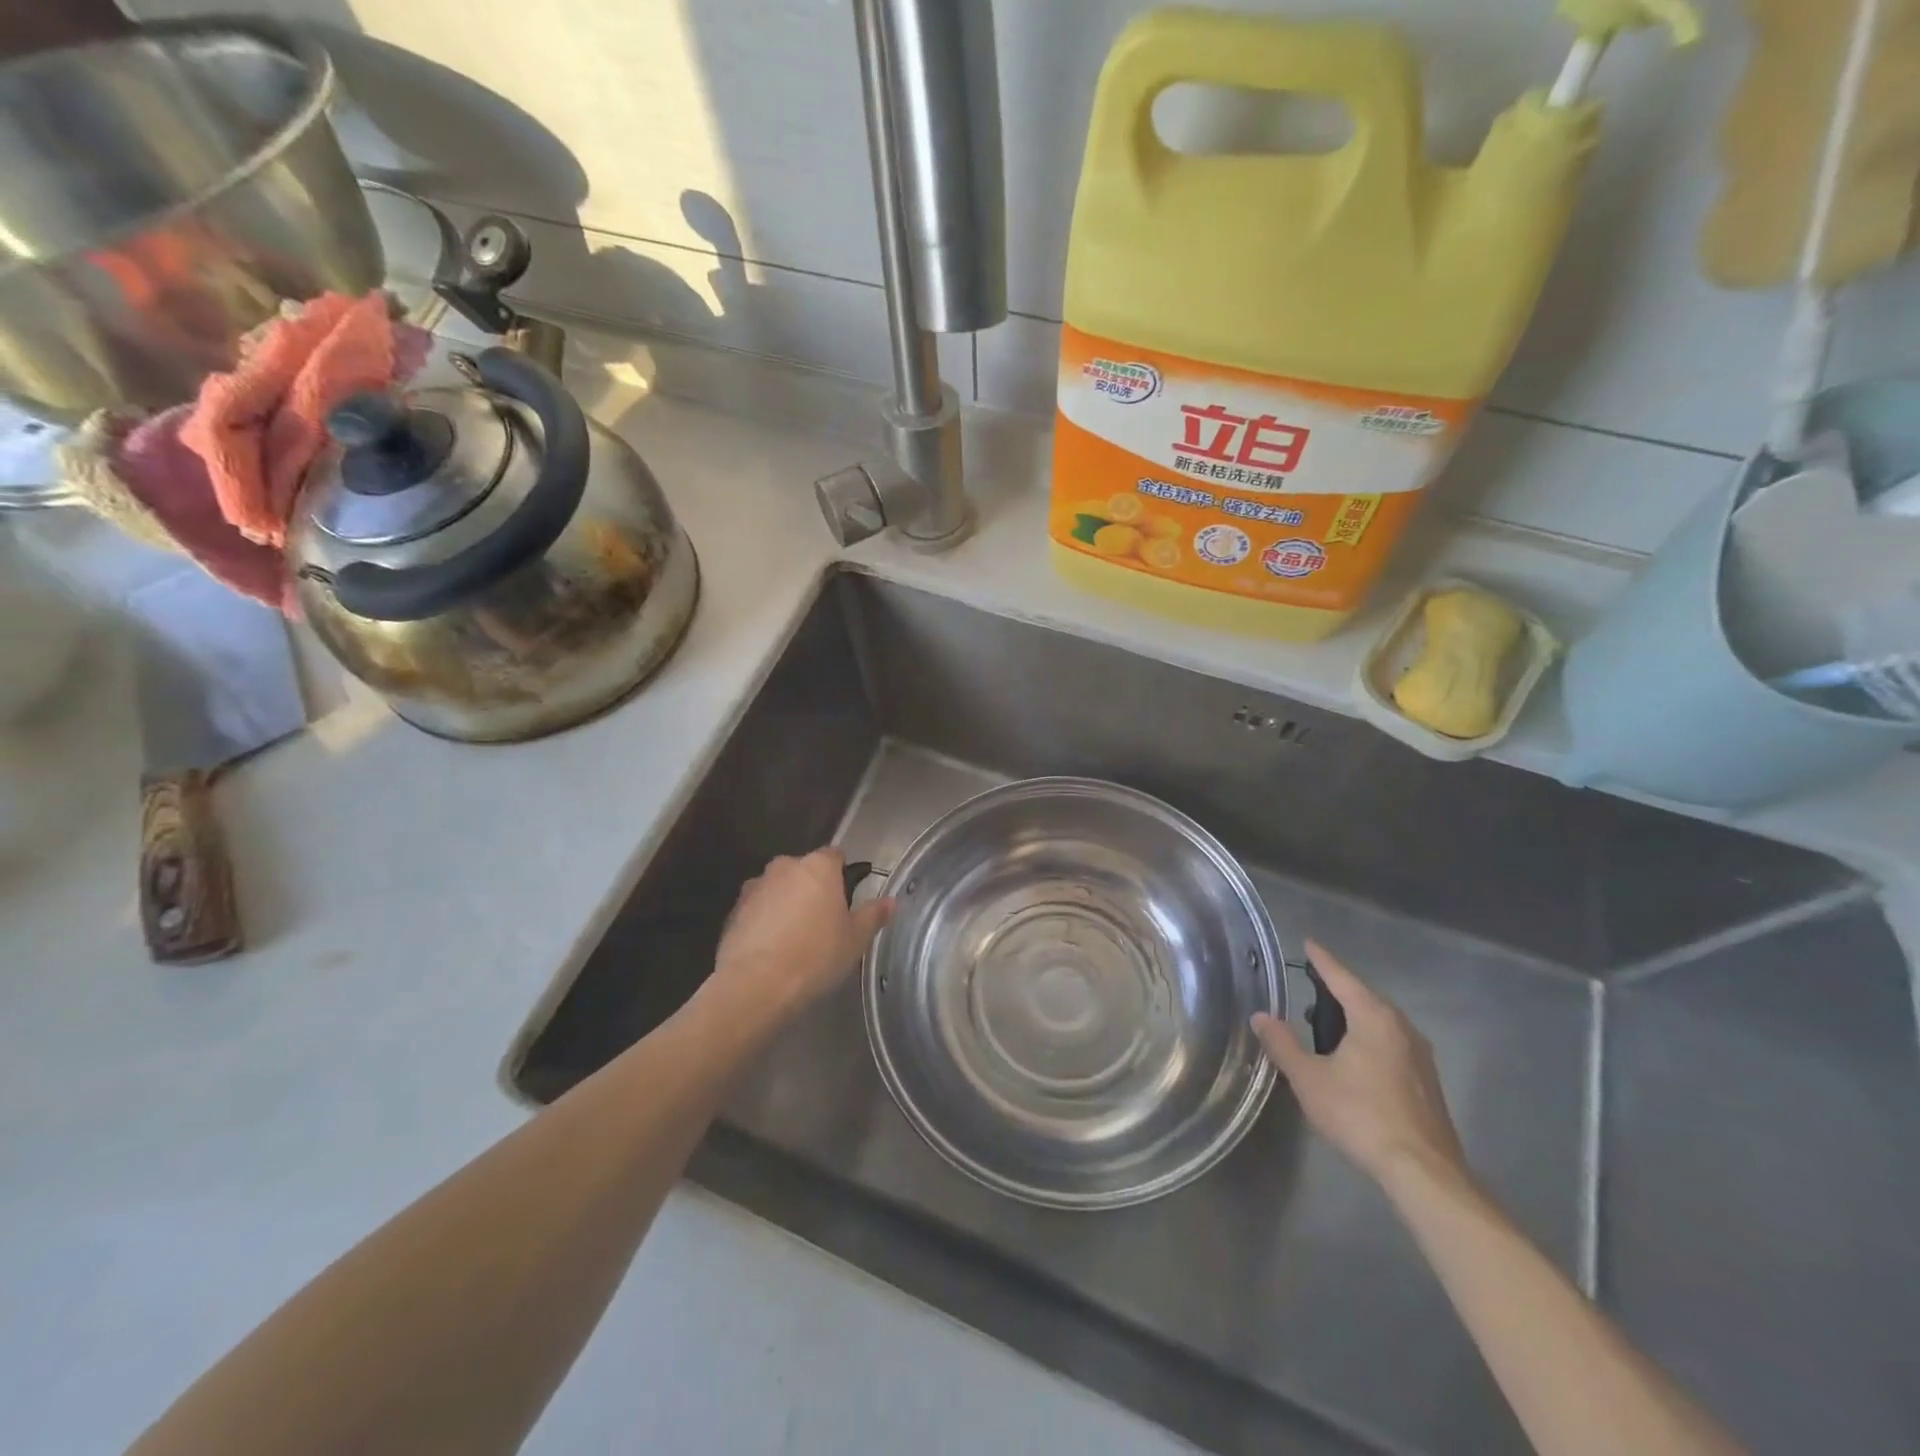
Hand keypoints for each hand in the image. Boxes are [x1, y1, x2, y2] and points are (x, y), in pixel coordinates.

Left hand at [710, 848, 893, 1017]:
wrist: (755, 986)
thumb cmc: (815, 956)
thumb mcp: (855, 940)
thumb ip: (872, 915)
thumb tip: (891, 901)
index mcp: (818, 867)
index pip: (835, 856)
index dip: (843, 875)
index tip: (846, 900)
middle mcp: (784, 867)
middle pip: (804, 871)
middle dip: (813, 889)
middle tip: (823, 923)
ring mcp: (754, 888)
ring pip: (778, 889)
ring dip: (787, 904)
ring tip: (795, 940)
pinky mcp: (733, 911)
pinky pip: (757, 910)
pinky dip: (765, 922)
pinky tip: (772, 950)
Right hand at [1252, 940, 1467, 1191]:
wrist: (1423, 1171)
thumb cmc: (1360, 1114)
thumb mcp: (1308, 1078)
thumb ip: (1283, 1044)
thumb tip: (1260, 1016)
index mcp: (1373, 1017)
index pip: (1341, 977)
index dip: (1322, 960)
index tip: (1308, 943)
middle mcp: (1401, 1026)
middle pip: (1364, 996)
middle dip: (1337, 990)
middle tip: (1310, 987)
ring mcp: (1419, 1054)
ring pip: (1380, 1021)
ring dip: (1354, 1016)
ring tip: (1327, 1024)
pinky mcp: (1426, 1080)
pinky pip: (1391, 1043)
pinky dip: (1368, 1038)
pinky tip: (1354, 1058)